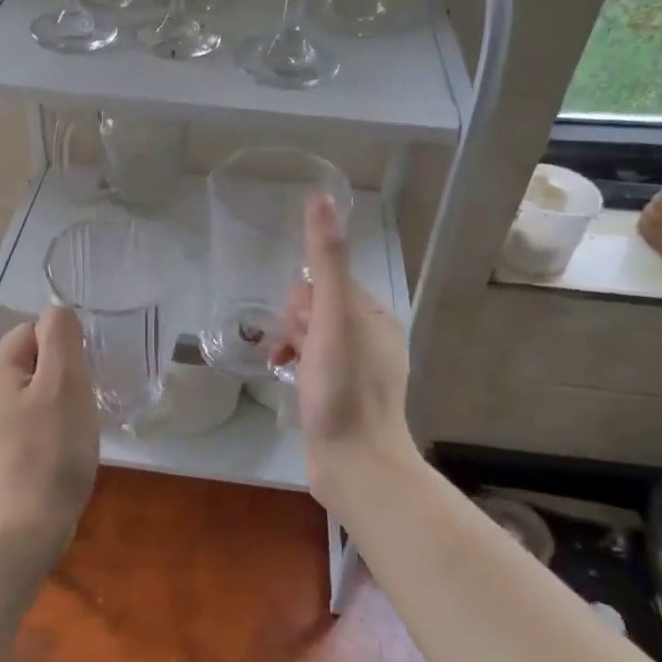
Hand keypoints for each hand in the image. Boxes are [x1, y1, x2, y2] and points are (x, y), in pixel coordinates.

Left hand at [0, 306, 99, 552]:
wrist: (27, 526)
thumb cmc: (51, 449)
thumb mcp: (64, 382)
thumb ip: (61, 336)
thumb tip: (57, 311)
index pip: (36, 330)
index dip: (66, 350)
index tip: (82, 380)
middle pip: (34, 359)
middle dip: (64, 375)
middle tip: (82, 405)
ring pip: (34, 389)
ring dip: (60, 400)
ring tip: (75, 428)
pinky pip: (28, 416)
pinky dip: (49, 424)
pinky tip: (62, 447)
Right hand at [272, 194, 418, 495]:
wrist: (354, 464)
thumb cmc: (343, 388)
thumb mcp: (332, 317)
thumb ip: (327, 261)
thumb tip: (321, 198)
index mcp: (376, 317)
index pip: (330, 283)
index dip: (306, 299)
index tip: (301, 325)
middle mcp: (373, 339)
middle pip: (318, 308)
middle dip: (297, 322)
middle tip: (296, 350)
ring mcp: (358, 371)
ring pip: (313, 337)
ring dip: (292, 343)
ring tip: (284, 365)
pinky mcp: (342, 397)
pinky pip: (313, 364)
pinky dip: (296, 365)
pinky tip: (284, 377)